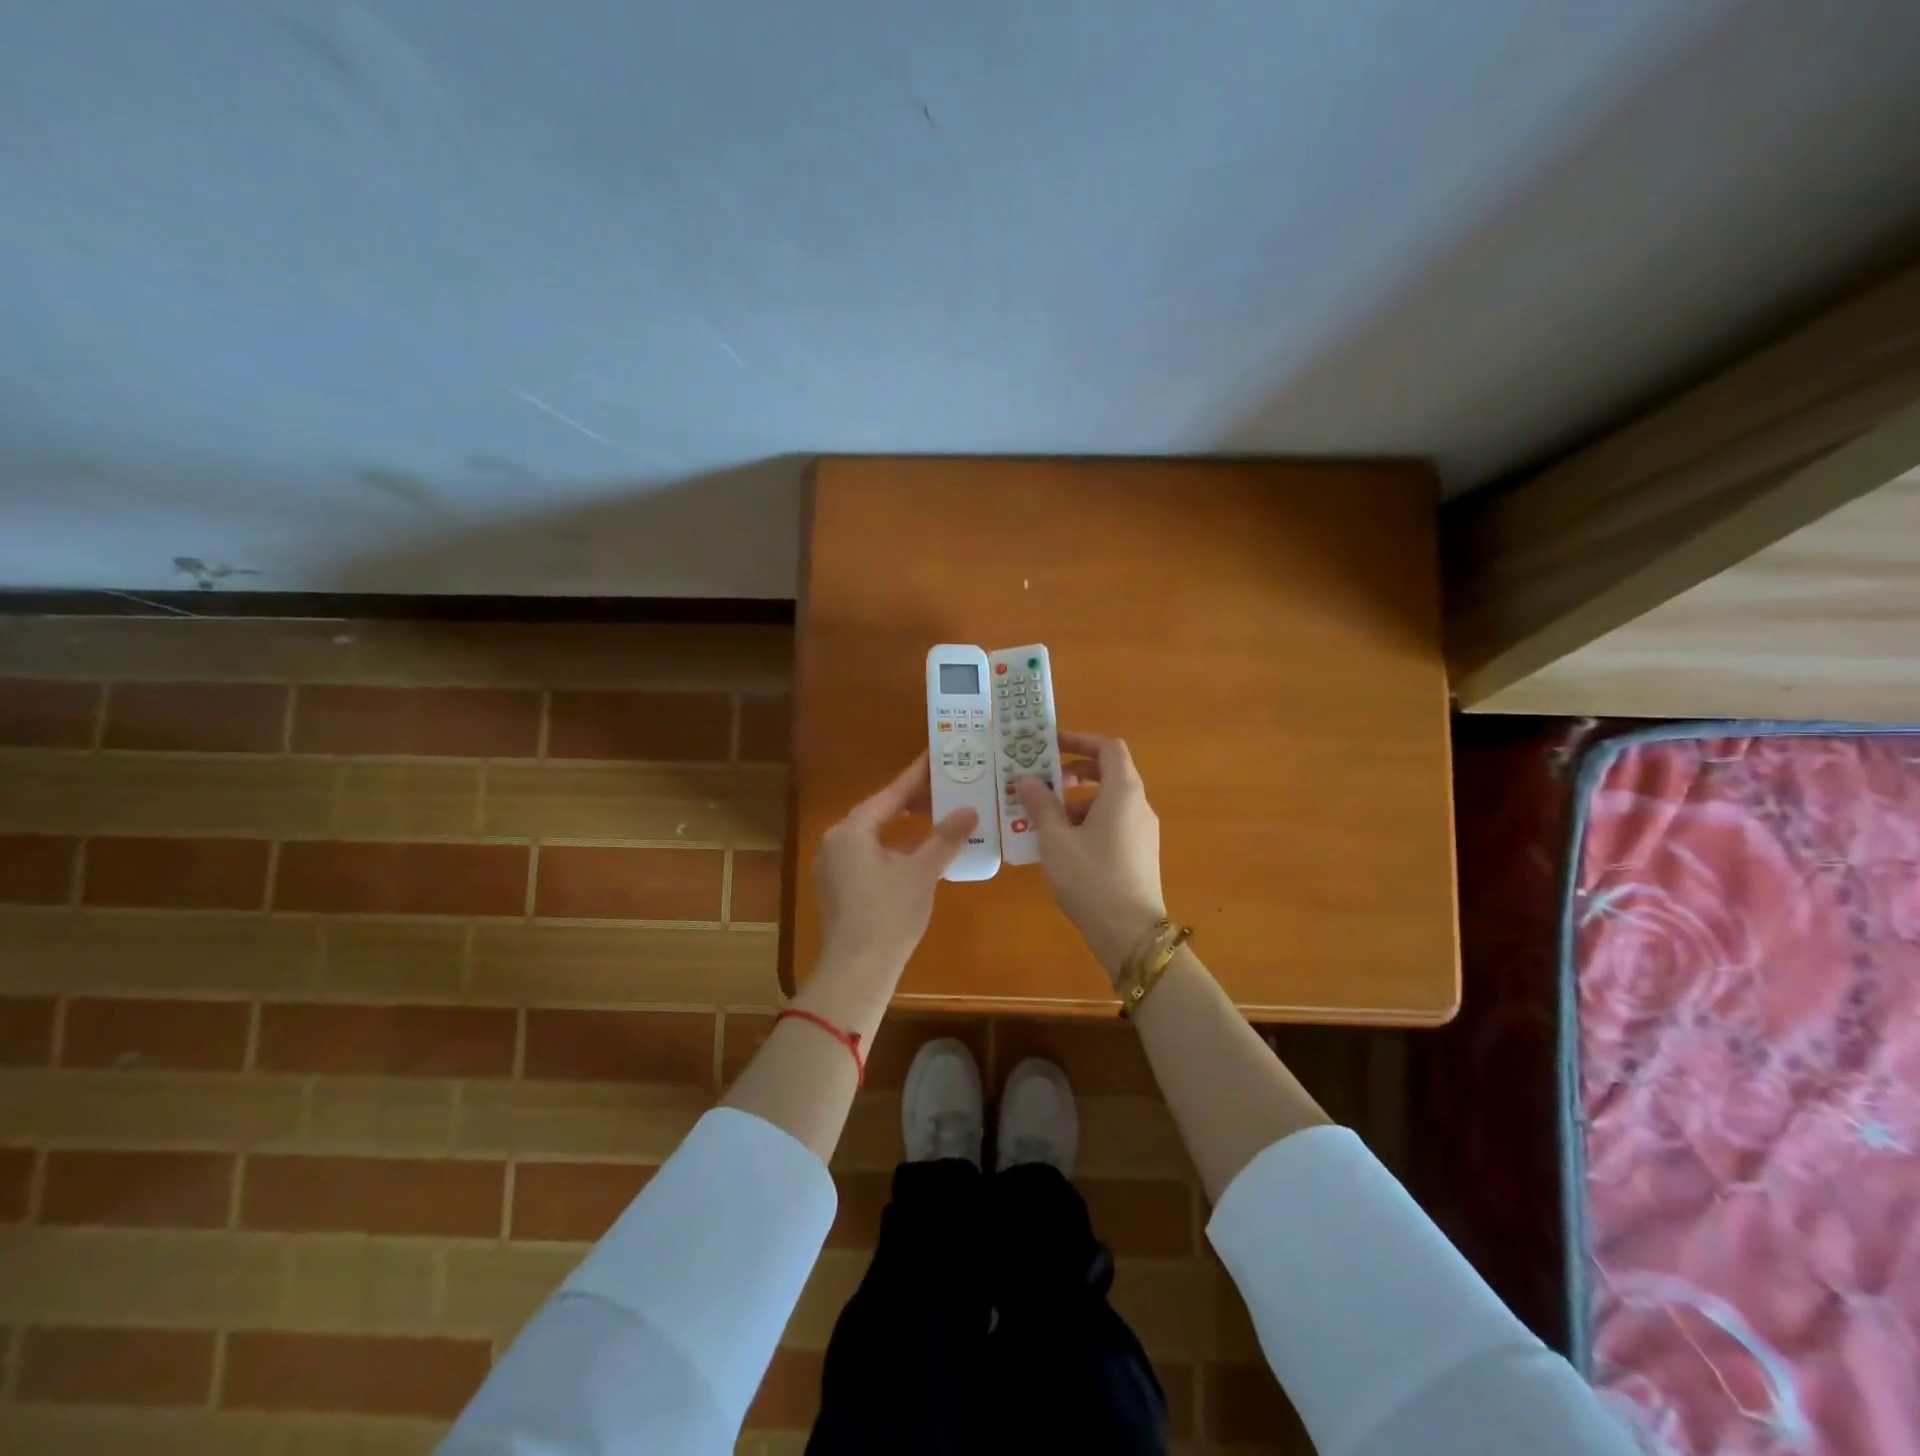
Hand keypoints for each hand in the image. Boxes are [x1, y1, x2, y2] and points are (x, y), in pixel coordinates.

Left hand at [815, 752, 978, 977]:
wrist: (856, 970)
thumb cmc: (889, 915)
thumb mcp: (922, 872)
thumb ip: (945, 838)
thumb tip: (969, 809)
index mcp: (852, 831)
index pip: (890, 794)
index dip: (915, 776)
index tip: (935, 756)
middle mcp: (836, 843)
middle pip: (879, 813)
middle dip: (911, 802)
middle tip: (943, 787)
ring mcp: (833, 868)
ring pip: (874, 837)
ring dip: (904, 829)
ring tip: (936, 818)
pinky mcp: (838, 890)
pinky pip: (869, 857)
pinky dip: (893, 850)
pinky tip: (918, 856)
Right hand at [1015, 731, 1165, 980]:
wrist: (1130, 934)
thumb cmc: (1091, 878)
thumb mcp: (1056, 840)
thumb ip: (1041, 805)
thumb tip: (1028, 779)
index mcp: (1123, 792)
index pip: (1109, 748)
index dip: (1080, 740)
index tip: (1051, 745)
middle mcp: (1138, 805)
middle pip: (1108, 773)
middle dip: (1073, 773)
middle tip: (1041, 782)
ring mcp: (1142, 831)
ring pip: (1108, 802)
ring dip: (1075, 802)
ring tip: (1042, 820)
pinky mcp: (1139, 853)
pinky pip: (1112, 824)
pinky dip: (1087, 822)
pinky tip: (1061, 846)